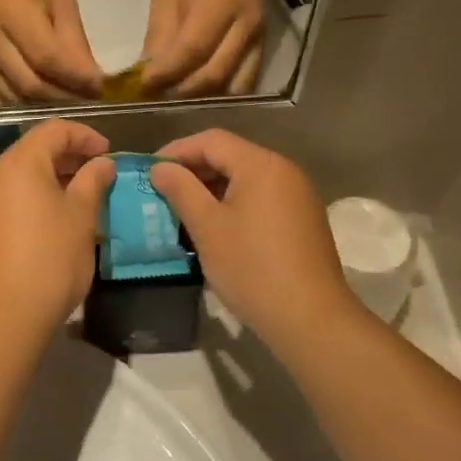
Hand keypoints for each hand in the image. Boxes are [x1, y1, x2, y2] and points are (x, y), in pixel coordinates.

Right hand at [0, 0, 103, 105]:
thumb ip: (75, 43)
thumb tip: (93, 82)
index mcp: (14, 14)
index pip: (47, 59)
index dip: (76, 79)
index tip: (100, 88)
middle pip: (28, 84)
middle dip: (62, 97)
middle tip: (87, 98)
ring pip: (11, 96)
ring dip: (42, 105)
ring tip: (66, 99)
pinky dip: (17, 104)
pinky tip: (35, 97)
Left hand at [0, 120, 115, 336]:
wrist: (3, 316)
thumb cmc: (50, 260)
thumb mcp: (82, 218)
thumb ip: (93, 182)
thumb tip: (102, 163)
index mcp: (19, 164)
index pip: (54, 130)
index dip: (85, 136)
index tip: (108, 154)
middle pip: (33, 150)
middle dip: (68, 157)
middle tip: (98, 176)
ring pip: (20, 176)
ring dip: (51, 179)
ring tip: (80, 199)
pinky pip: (8, 198)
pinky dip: (32, 198)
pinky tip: (52, 222)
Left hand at [140, 0, 265, 97]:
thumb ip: (159, 37)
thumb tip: (148, 77)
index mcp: (220, 4)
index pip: (193, 50)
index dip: (167, 73)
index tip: (143, 87)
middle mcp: (246, 25)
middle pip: (215, 74)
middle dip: (183, 92)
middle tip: (158, 97)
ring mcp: (259, 38)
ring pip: (235, 86)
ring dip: (205, 98)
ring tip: (178, 99)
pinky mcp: (263, 47)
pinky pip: (246, 82)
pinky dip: (223, 94)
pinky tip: (200, 93)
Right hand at [148, 129, 354, 347]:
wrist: (311, 320)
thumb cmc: (252, 268)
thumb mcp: (207, 227)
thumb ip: (181, 190)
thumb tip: (160, 167)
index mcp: (261, 164)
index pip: (211, 140)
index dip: (176, 151)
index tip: (149, 172)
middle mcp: (284, 171)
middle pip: (230, 156)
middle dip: (192, 171)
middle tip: (161, 193)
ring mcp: (297, 196)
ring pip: (244, 179)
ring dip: (211, 190)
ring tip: (182, 213)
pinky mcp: (302, 220)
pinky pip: (260, 199)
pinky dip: (232, 205)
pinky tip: (214, 230)